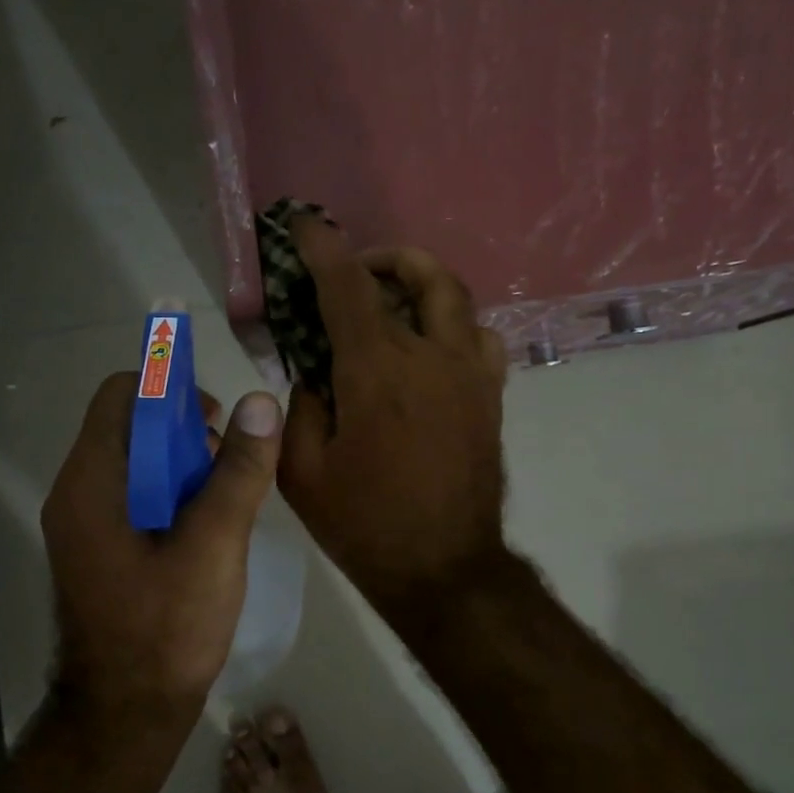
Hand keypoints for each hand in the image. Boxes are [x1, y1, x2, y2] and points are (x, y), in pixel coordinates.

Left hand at [42, 374, 282, 716]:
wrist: (126, 716)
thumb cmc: (167, 630)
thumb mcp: (214, 545)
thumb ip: (237, 472)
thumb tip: (260, 402)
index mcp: (92, 483)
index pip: (122, 395)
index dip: (172, 390)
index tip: (219, 418)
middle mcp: (78, 493)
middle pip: (130, 425)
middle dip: (185, 430)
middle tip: (231, 462)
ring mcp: (85, 524)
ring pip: (137, 462)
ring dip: (184, 463)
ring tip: (227, 496)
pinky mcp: (101, 548)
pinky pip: (136, 496)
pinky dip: (173, 493)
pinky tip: (209, 525)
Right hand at [277, 220, 509, 627]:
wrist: (444, 569)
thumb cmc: (365, 524)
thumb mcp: (304, 471)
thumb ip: (303, 407)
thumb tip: (317, 373)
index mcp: (378, 371)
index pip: (347, 286)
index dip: (322, 247)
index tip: (304, 224)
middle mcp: (432, 357)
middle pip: (422, 275)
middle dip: (385, 257)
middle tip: (357, 270)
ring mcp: (471, 375)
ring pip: (458, 299)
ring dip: (424, 284)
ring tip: (395, 302)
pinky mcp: (490, 398)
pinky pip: (479, 338)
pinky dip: (453, 324)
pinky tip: (430, 348)